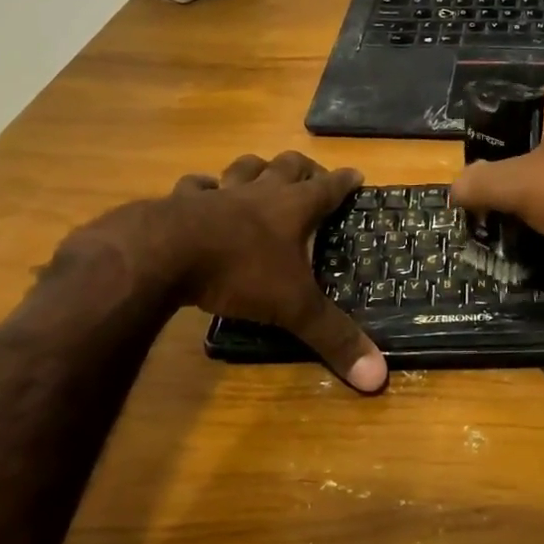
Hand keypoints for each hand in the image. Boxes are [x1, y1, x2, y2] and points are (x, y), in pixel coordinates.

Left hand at [66, 152, 386, 393]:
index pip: (329, 188)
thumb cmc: (239, 272)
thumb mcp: (293, 307)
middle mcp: (260, 193)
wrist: (165, 253)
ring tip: (261, 175)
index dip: (345, 181)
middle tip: (311, 176)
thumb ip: (333, 337)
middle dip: (303, 168)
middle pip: (288, 166)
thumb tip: (378, 377)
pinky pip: (195, 186)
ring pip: (244, 168)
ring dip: (256, 169)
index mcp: (294, 209)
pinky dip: (202, 188)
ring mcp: (219, 193)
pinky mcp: (181, 201)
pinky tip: (201, 193)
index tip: (357, 175)